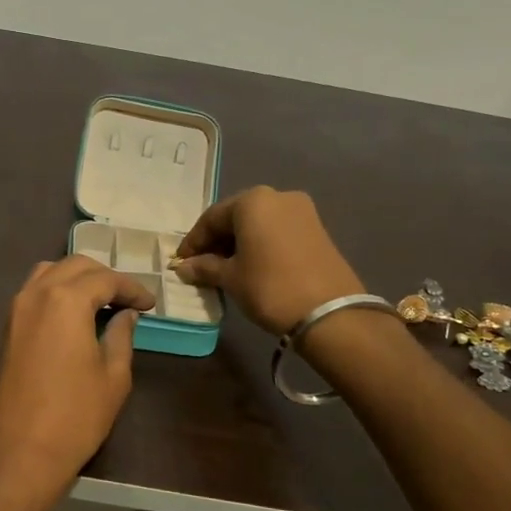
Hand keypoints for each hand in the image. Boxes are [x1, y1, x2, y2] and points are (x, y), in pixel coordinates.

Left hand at [0, 257, 155, 495]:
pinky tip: (73, 316)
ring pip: (48, 274)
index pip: (105, 279)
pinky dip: (56, 293)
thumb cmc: (74, 417)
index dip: (132, 288)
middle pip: (74, 266)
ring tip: (100, 302)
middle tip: (128, 300)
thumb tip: (125, 315)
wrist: (16, 454)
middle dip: (104, 277)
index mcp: (66, 300)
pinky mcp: (4, 330)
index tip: (150, 304)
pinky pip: (33, 294)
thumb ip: (121, 336)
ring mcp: (14, 310)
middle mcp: (35, 294)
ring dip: (76, 280)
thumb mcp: (113, 377)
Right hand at [171, 187, 363, 335]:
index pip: (211, 218)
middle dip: (216, 241)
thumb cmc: (270, 288)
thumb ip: (205, 267)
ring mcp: (302, 211)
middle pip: (236, 217)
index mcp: (253, 201)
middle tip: (201, 266)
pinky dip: (260, 245)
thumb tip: (185, 267)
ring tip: (225, 270)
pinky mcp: (317, 229)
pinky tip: (252, 267)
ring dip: (239, 244)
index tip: (181, 263)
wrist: (330, 313)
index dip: (193, 242)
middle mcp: (278, 197)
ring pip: (258, 224)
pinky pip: (277, 232)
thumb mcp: (231, 278)